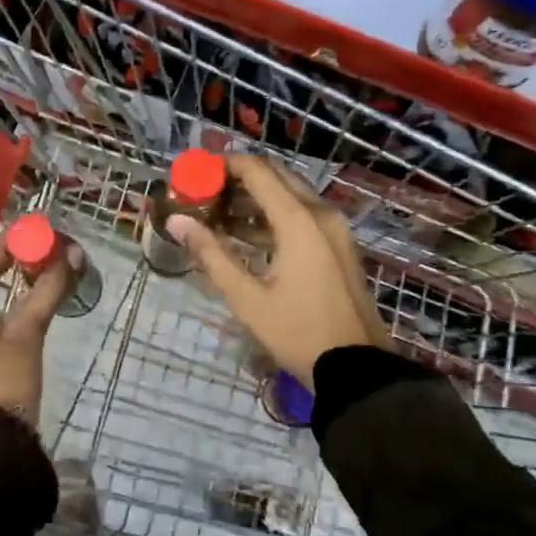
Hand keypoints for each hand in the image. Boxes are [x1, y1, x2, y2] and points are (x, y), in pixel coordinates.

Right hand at [166, 154, 388, 385]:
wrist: (358, 370)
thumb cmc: (299, 332)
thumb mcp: (247, 298)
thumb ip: (211, 254)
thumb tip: (178, 221)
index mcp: (299, 221)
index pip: (257, 171)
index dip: (224, 165)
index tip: (195, 172)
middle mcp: (321, 213)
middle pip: (275, 176)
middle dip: (238, 178)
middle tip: (204, 192)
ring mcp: (334, 228)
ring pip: (289, 195)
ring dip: (254, 198)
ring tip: (216, 214)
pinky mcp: (338, 244)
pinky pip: (302, 214)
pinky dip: (273, 215)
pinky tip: (244, 234)